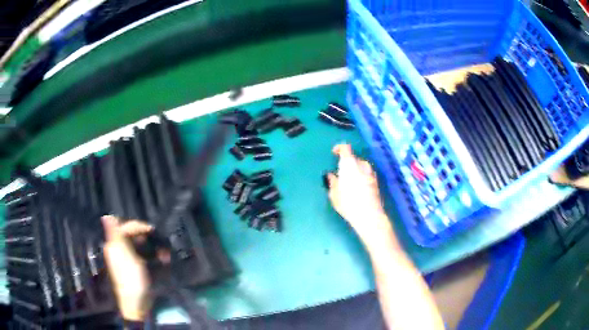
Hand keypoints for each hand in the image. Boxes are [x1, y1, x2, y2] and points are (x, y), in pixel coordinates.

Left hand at [102, 215, 153, 320]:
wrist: (137, 303)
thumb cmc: (131, 279)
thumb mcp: (125, 256)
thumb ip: (116, 235)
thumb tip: (105, 216)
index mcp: (115, 244)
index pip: (125, 227)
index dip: (138, 226)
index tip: (152, 230)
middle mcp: (120, 249)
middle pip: (133, 235)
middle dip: (147, 238)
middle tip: (160, 243)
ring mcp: (128, 259)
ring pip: (140, 245)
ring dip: (152, 248)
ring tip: (164, 256)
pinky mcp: (135, 267)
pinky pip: (144, 256)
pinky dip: (152, 257)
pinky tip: (161, 262)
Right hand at [327, 144, 392, 243]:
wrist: (369, 215)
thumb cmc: (348, 203)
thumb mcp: (334, 194)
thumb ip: (333, 182)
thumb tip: (331, 175)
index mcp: (350, 164)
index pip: (346, 148)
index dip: (339, 148)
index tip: (334, 153)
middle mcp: (362, 165)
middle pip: (354, 158)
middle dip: (347, 162)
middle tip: (340, 172)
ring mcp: (371, 173)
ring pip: (361, 166)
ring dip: (355, 169)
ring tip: (348, 180)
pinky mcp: (376, 182)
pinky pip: (366, 174)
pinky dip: (361, 176)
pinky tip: (357, 187)